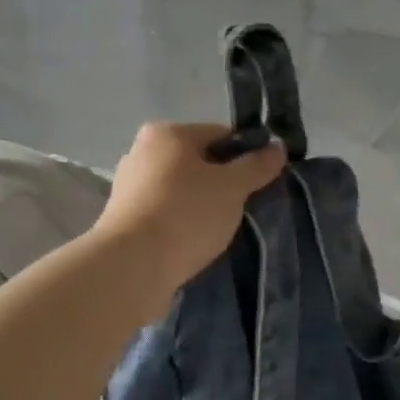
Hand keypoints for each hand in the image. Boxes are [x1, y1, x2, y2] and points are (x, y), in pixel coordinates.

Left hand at [95, 122, 286, 299]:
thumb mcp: (233, 187)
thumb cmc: (187, 214)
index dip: (246, 155)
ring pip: (180, 189)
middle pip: (197, 162)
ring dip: (200, 205)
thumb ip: (256, 165)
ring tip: (219, 229)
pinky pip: (164, 213)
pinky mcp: (122, 219)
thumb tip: (277, 147)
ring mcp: (128, 186)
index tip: (261, 181)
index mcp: (167, 133)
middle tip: (242, 207)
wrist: (133, 265)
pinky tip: (193, 242)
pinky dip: (180, 223)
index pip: (219, 134)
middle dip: (221, 182)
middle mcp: (141, 151)